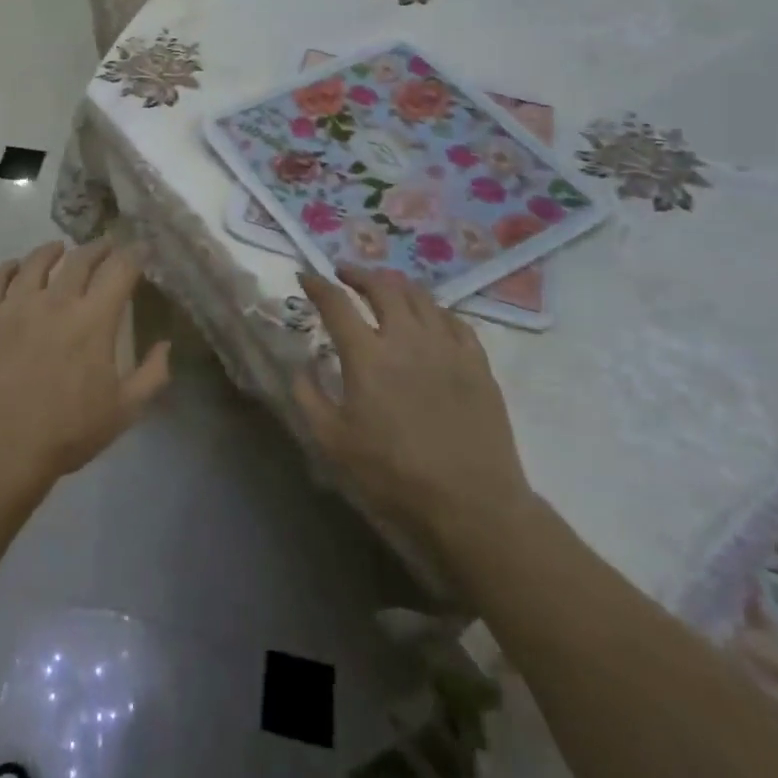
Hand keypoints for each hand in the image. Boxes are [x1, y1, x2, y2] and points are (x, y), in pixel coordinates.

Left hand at [0, 238, 171, 487]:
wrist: (0, 447)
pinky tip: (15, 267)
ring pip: (35, 262)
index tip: (141, 249)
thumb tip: (165, 344)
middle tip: (105, 247)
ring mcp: (16, 305)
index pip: (120, 270)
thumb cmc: (67, 431)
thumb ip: (152, 374)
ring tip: (59, 249)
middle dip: (97, 248)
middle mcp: (56, 300)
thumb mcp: (124, 411)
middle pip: (80, 259)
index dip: (134, 255)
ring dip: (52, 251)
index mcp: (94, 319)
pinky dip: (9, 268)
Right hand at [293, 266, 531, 540]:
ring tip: (385, 286)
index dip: (317, 285)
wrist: (471, 503)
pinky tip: (429, 316)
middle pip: (381, 287)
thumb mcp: (333, 442)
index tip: (305, 276)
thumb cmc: (393, 474)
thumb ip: (308, 397)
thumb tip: (300, 366)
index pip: (336, 303)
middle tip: (345, 274)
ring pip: (420, 296)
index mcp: (367, 355)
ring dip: (396, 284)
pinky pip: (454, 320)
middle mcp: (406, 338)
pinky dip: (434, 309)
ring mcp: (446, 347)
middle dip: (358, 274)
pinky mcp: (477, 362)